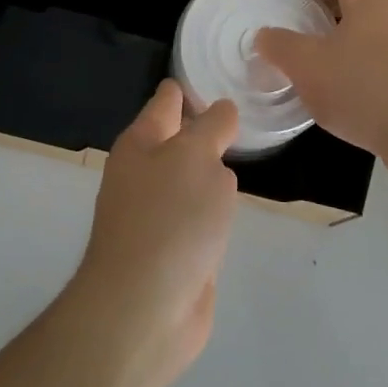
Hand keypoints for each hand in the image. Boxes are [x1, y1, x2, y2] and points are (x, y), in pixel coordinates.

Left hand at [67, 81, 239, 383]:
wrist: (143, 309)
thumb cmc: (169, 219)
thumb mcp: (197, 157)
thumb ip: (213, 127)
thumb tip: (222, 111)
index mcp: (142, 142)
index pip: (168, 100)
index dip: (191, 87)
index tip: (223, 77)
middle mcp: (145, 172)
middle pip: (179, 138)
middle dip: (205, 128)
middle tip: (245, 114)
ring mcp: (157, 214)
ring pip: (190, 178)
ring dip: (210, 171)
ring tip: (242, 153)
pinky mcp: (173, 250)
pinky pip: (197, 216)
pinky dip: (212, 210)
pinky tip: (231, 208)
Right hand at [254, 0, 387, 179]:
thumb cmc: (365, 89)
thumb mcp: (307, 67)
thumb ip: (280, 46)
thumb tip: (266, 35)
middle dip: (326, 7)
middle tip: (299, 24)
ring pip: (374, 30)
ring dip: (346, 39)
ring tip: (321, 63)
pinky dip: (365, 65)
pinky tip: (351, 94)